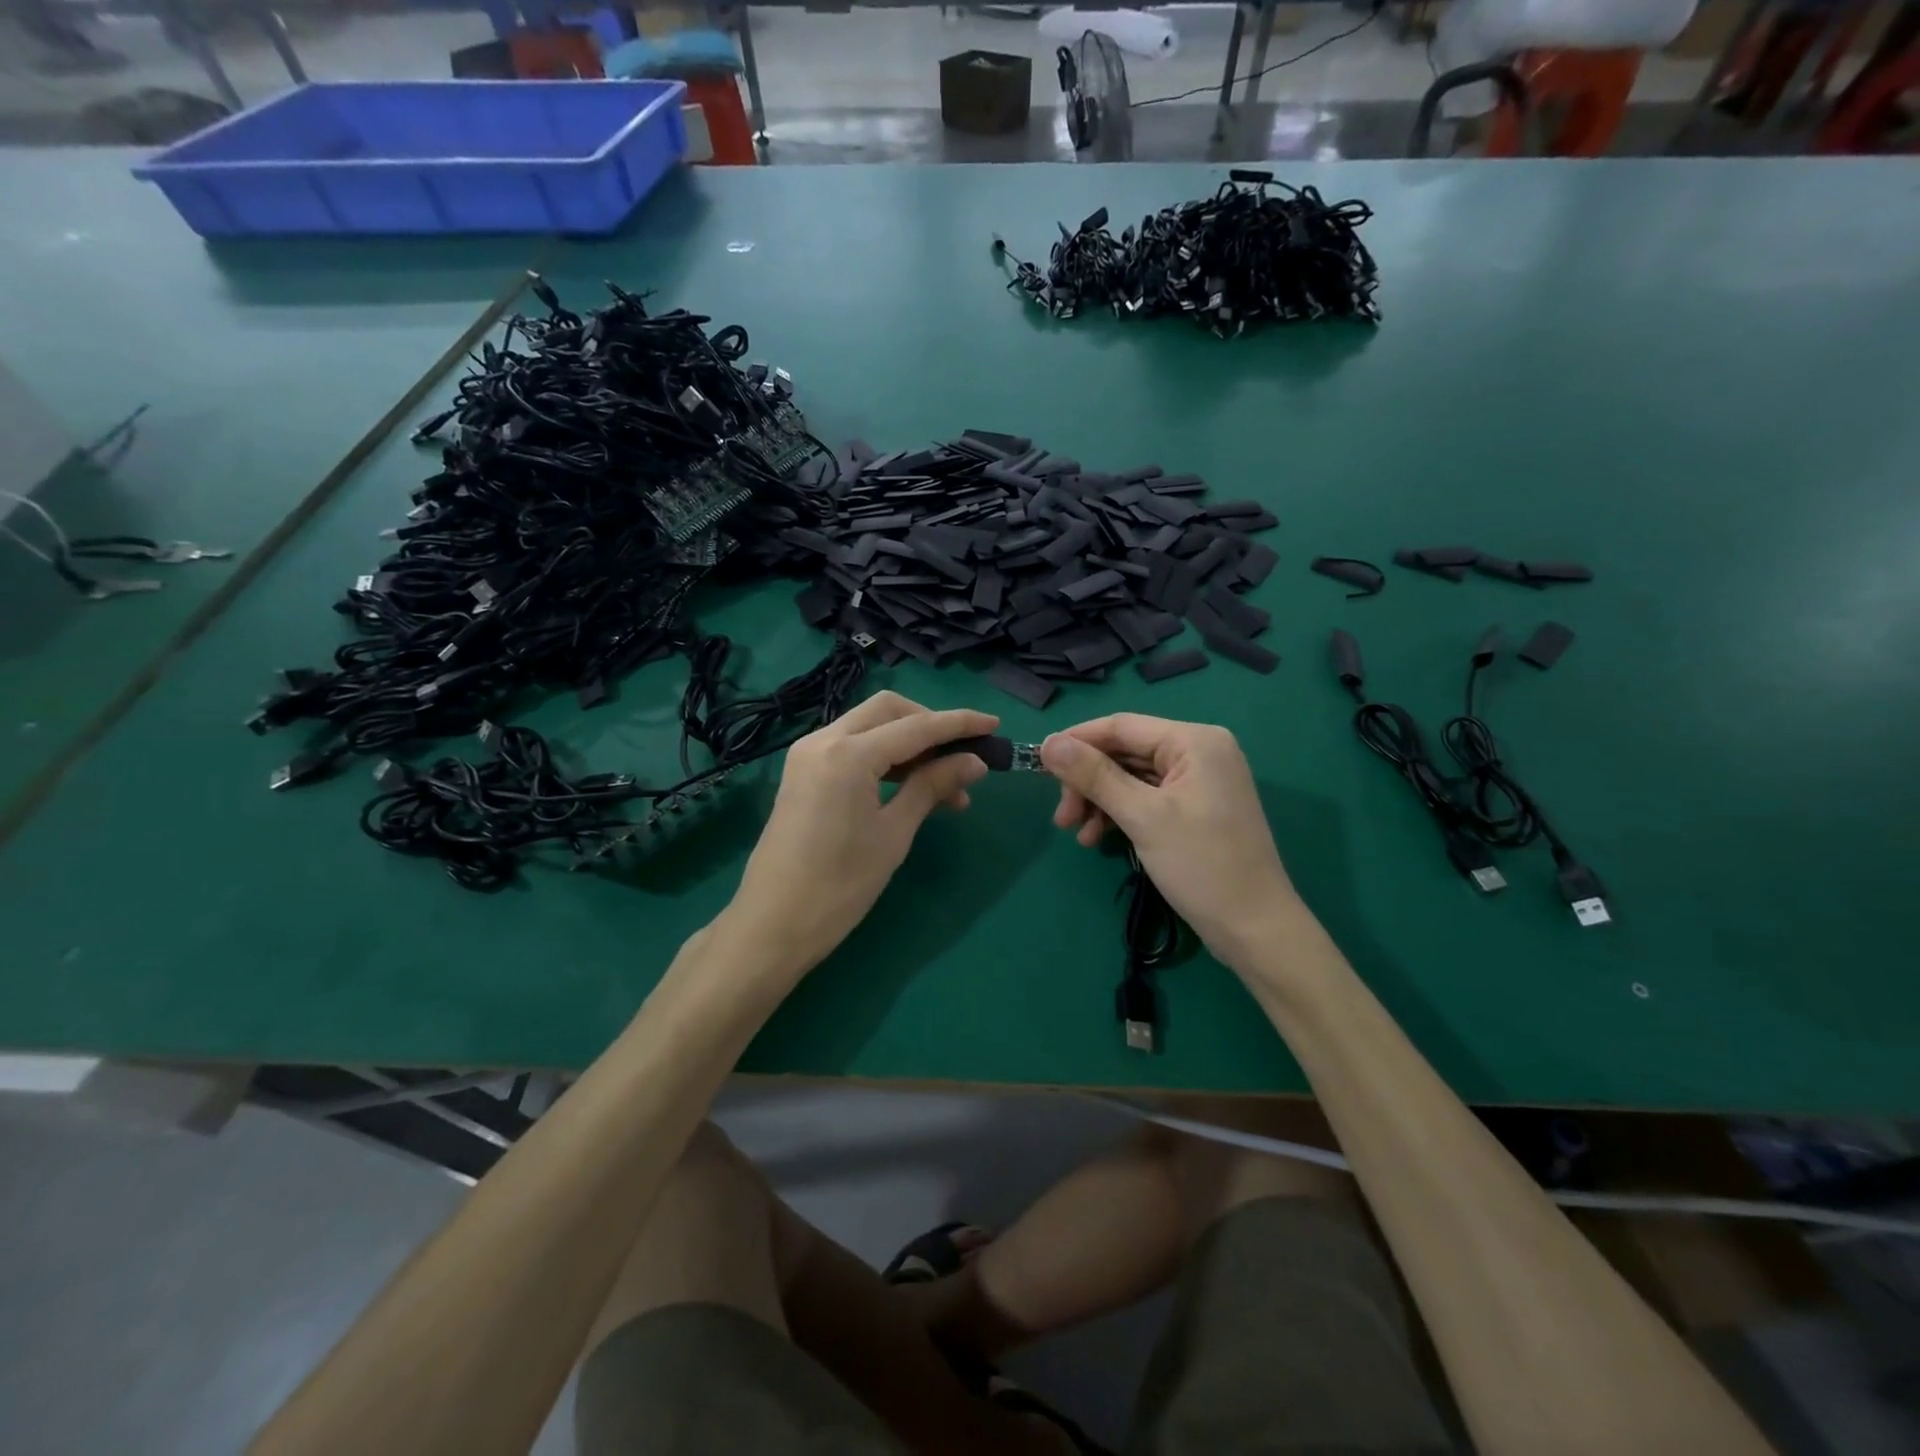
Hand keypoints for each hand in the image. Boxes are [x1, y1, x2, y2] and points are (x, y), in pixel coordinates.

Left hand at [723, 691, 997, 981]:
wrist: (773, 925)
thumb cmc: (840, 886)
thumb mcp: (894, 833)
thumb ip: (932, 787)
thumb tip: (974, 762)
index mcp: (848, 754)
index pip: (916, 726)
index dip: (958, 724)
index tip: (994, 725)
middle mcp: (824, 740)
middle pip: (888, 711)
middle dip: (930, 724)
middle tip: (962, 755)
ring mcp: (808, 754)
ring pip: (869, 726)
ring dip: (909, 743)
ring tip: (947, 784)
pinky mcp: (803, 772)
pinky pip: (852, 747)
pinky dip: (884, 756)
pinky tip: (911, 785)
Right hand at [1040, 715, 1298, 966]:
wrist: (1254, 928)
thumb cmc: (1202, 865)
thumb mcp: (1142, 816)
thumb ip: (1094, 776)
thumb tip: (1049, 743)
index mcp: (1194, 741)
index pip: (1121, 726)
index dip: (1076, 742)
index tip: (1038, 764)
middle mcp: (1199, 751)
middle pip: (1124, 752)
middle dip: (1087, 782)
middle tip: (1060, 817)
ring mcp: (1198, 781)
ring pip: (1130, 777)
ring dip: (1098, 801)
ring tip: (1075, 833)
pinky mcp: (1194, 808)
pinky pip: (1145, 798)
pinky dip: (1119, 814)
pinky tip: (1097, 838)